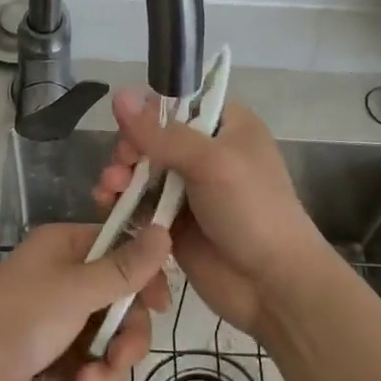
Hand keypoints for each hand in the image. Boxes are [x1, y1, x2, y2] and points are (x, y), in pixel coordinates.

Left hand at [0, 222, 171, 380]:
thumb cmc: (19, 321)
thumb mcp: (77, 291)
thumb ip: (124, 269)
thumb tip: (164, 230)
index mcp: (65, 248)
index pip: (120, 251)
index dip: (144, 277)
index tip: (160, 304)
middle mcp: (62, 279)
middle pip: (120, 305)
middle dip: (123, 341)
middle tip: (116, 362)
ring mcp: (56, 322)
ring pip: (106, 344)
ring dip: (103, 372)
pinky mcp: (49, 361)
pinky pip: (86, 371)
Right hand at [94, 90, 325, 337]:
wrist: (273, 287)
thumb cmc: (252, 211)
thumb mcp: (210, 162)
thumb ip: (161, 133)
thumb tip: (118, 94)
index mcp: (226, 125)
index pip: (178, 101)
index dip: (149, 111)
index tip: (130, 128)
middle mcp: (205, 152)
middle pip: (152, 136)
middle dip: (129, 148)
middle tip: (121, 167)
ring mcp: (187, 188)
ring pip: (141, 170)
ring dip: (120, 175)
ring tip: (109, 190)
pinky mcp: (172, 221)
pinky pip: (138, 203)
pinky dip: (121, 202)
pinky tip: (107, 206)